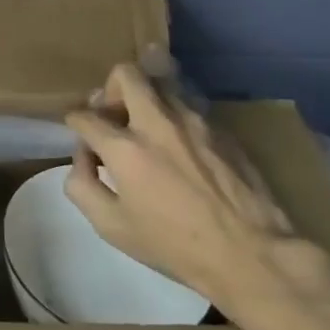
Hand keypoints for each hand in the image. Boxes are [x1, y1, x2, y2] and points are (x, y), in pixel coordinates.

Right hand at [63, 60, 299, 315]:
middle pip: (126, 74)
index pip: (85, 115)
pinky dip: (174, 116)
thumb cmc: (175, 246)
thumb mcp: (112, 227)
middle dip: (110, 89)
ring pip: (161, 82)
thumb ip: (82, 186)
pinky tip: (180, 147)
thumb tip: (83, 158)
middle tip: (115, 117)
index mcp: (125, 148)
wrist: (253, 255)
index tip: (85, 141)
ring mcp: (194, 121)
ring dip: (146, 99)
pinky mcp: (222, 129)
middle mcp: (157, 122)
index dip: (76, 124)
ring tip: (148, 128)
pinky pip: (189, 105)